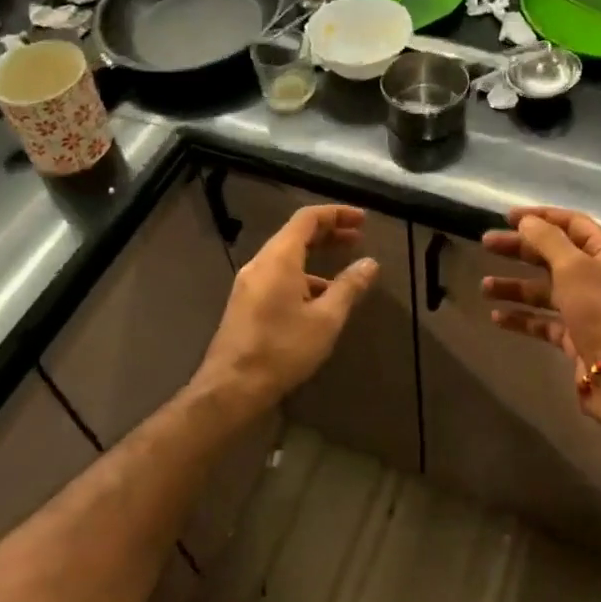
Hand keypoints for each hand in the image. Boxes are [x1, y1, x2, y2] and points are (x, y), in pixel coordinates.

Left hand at [197, 204, 377, 408]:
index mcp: (279, 258)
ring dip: (316, 256)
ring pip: (286, 256)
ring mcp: (249, 283)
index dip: (336, 213)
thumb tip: (370, 263)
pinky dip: (302, 275)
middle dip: (329, 232)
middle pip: (296, 234)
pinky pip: (277, 275)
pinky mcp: (245, 302)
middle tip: (358, 237)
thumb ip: (349, 287)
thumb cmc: (282, 349)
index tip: (362, 220)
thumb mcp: (326, 319)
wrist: (231, 388)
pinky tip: (319, 298)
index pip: (307, 218)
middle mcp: (260, 263)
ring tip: (344, 270)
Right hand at [482, 206, 600, 430]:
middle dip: (519, 249)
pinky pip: (544, 321)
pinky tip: (497, 317)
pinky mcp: (576, 336)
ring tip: (485, 287)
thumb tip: (527, 221)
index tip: (507, 216)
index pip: (571, 222)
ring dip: (515, 286)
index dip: (540, 217)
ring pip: (545, 289)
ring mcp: (587, 308)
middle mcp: (598, 275)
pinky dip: (522, 317)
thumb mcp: (573, 266)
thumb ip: (547, 239)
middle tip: (486, 244)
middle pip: (553, 254)